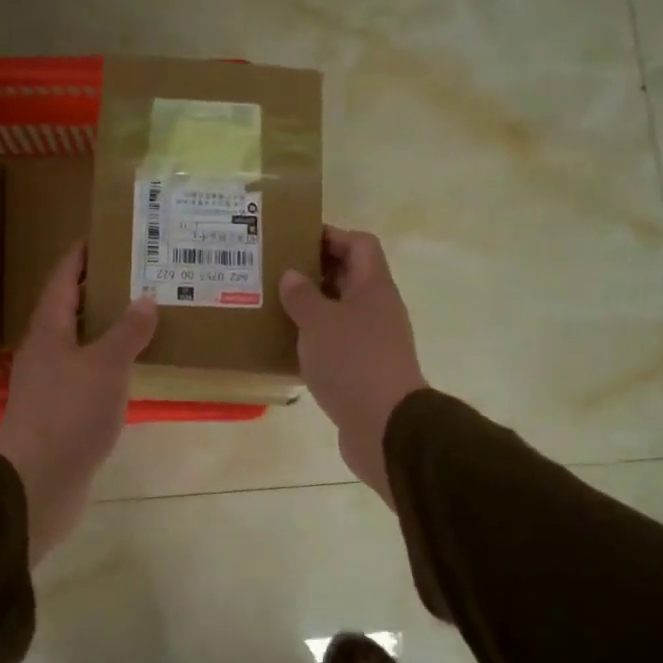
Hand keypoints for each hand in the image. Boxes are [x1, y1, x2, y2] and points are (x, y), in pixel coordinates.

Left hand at [0, 244, 157, 566]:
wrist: (38, 482)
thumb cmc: (69, 414)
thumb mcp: (105, 366)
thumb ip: (128, 332)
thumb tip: (145, 300)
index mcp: (48, 330)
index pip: (62, 279)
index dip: (81, 255)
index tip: (107, 236)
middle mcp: (45, 351)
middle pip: (71, 309)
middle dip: (101, 290)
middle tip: (140, 274)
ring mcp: (51, 384)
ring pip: (81, 343)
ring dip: (108, 328)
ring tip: (145, 315)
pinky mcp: (61, 412)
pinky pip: (89, 374)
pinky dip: (111, 363)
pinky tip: (135, 367)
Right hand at [279, 226, 426, 508]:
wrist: (385, 426)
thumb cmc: (352, 362)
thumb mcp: (318, 323)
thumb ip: (302, 296)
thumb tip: (293, 275)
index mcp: (373, 287)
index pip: (359, 244)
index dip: (331, 236)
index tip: (296, 240)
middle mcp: (378, 309)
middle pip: (350, 276)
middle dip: (315, 271)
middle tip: (277, 273)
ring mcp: (375, 341)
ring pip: (342, 311)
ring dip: (314, 307)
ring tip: (276, 307)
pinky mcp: (366, 370)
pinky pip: (339, 343)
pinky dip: (317, 339)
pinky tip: (289, 347)